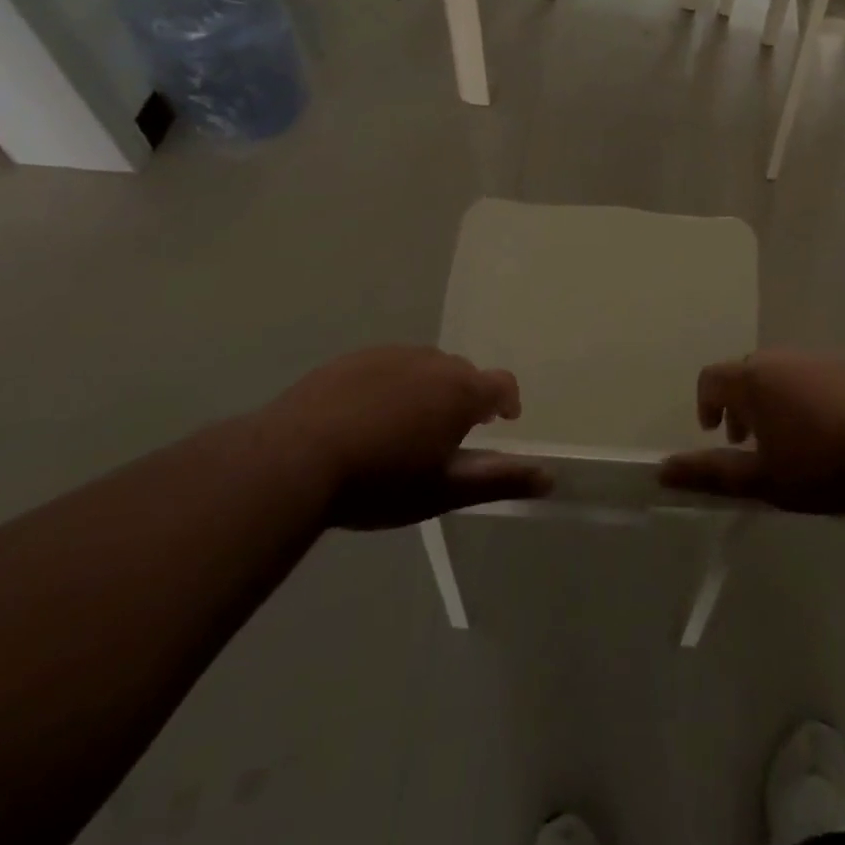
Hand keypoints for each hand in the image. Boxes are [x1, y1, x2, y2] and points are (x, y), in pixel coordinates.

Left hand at [258, 346, 551, 528]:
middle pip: (462, 374)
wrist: (294, 458)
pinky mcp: (353, 358)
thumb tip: (551, 476)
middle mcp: (432, 361)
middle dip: (464, 398)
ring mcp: (390, 354)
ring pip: (424, 367)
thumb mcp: (443, 490)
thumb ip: (500, 480)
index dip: (506, 402)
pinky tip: (366, 416)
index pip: (502, 384)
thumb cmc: (380, 480)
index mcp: (461, 390)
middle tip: (446, 435)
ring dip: (427, 389)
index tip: (501, 422)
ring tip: (405, 427)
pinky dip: (391, 385)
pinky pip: (387, 366)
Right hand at [658, 350, 844, 513]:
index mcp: (753, 380)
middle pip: (747, 372)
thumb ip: (711, 473)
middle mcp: (781, 358)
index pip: (712, 377)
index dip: (707, 403)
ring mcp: (818, 357)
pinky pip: (813, 373)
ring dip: (773, 398)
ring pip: (782, 371)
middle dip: (741, 403)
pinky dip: (805, 393)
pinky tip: (828, 428)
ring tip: (791, 437)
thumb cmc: (821, 465)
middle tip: (752, 441)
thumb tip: (662, 471)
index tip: (717, 433)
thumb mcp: (762, 479)